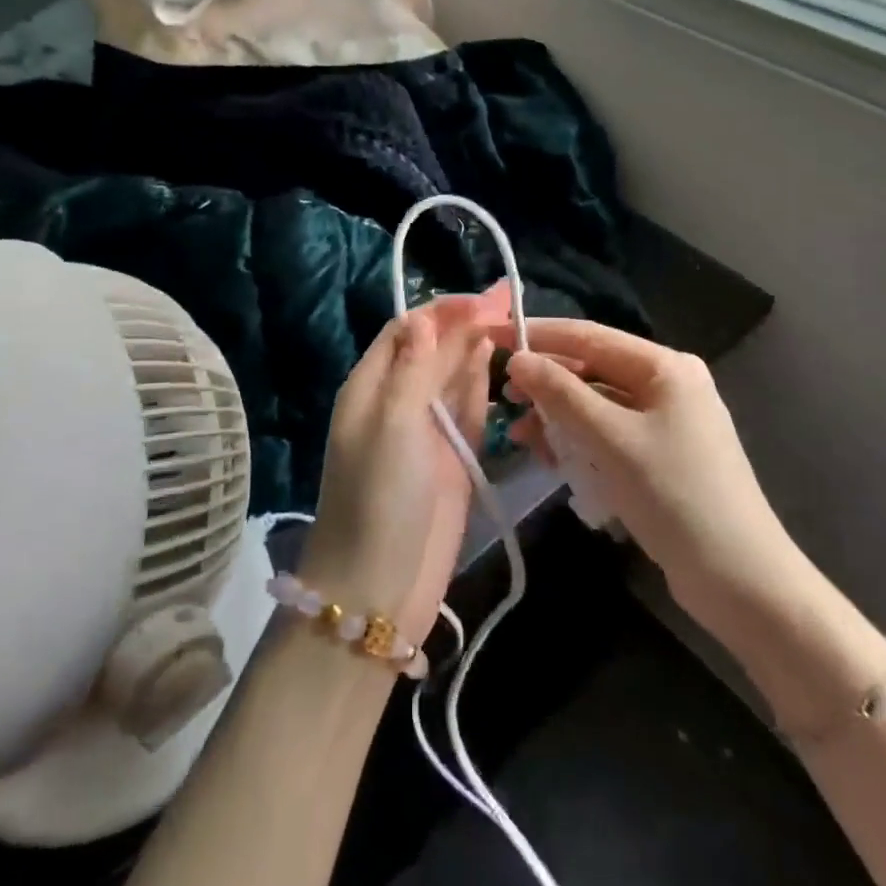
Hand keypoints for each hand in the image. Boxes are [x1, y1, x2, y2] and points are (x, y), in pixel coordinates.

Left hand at [300, 287, 506, 645]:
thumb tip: (426, 318)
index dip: (444, 312)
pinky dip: (483, 383)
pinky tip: (500, 361)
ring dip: (479, 347)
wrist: (380, 587)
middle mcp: (398, 401)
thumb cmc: (378, 497)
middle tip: (512, 298)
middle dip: (468, 323)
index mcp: (371, 386)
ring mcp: (428, 430)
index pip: (408, 331)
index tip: (485, 300)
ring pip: (455, 376)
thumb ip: (413, 369)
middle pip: (435, 349)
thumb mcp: (391, 424)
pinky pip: (470, 408)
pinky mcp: (454, 456)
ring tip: (514, 318)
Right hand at [502, 320, 800, 629]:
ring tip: (520, 438)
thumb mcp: (611, 439)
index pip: (589, 336)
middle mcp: (667, 385)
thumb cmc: (676, 496)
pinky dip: (579, 443)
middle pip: (592, 371)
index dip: (538, 335)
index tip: (491, 336)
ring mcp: (666, 422)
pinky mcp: (660, 456)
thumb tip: (518, 360)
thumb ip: (562, 394)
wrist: (741, 581)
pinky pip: (608, 435)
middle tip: (504, 400)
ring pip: (596, 406)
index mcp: (665, 367)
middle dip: (546, 385)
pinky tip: (552, 459)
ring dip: (558, 419)